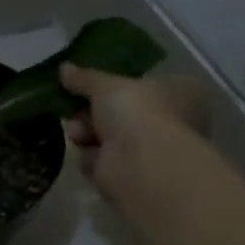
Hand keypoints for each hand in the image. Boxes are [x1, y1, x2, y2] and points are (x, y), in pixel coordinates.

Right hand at [61, 63, 212, 208]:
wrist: (139, 163)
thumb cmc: (136, 111)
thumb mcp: (106, 84)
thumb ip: (85, 78)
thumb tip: (63, 68)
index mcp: (181, 93)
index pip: (146, 85)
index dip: (115, 85)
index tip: (87, 86)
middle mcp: (172, 123)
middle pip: (121, 113)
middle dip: (91, 111)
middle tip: (73, 107)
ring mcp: (151, 152)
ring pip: (108, 137)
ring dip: (87, 132)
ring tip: (76, 131)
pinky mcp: (131, 176)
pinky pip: (103, 160)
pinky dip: (90, 156)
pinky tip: (83, 150)